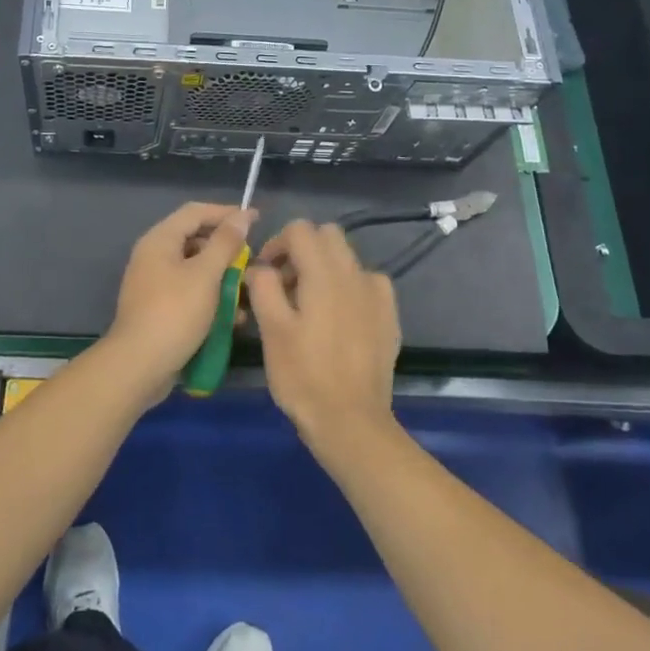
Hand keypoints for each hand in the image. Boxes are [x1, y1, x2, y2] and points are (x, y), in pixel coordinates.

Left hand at [102, 201, 256, 406]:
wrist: (138, 366)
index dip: (226, 212)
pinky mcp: (159, 308)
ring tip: (246, 293)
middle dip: (226, 251)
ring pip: (195, 270)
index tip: (256, 219)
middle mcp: (154, 256)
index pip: (196, 212)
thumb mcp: (206, 275)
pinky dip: (210, 299)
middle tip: (251, 262)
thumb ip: (225, 243)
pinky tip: (231, 318)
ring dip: (221, 279)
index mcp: (160, 240)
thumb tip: (241, 216)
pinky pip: (189, 293)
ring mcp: (154, 283)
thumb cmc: (175, 313)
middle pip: (195, 240)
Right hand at [246, 221, 401, 460]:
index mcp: (324, 273)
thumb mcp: (271, 330)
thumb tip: (261, 267)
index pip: (300, 229)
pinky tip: (339, 317)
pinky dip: (349, 287)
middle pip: (327, 235)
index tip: (266, 273)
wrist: (351, 421)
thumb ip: (263, 286)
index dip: (277, 243)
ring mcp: (377, 294)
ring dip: (325, 267)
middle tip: (285, 284)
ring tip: (309, 304)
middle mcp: (355, 274)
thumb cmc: (304, 376)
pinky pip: (367, 282)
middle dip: (302, 249)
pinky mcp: (389, 315)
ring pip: (347, 258)